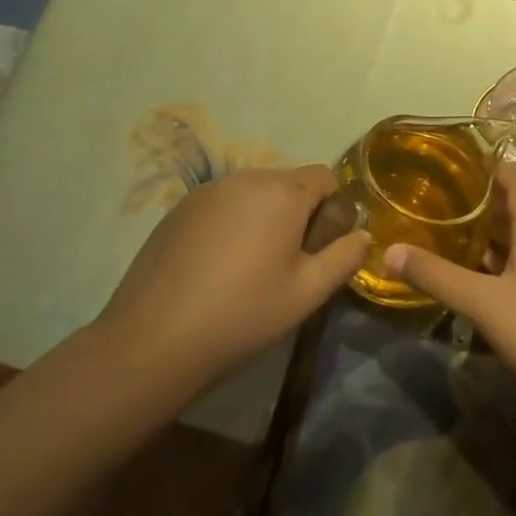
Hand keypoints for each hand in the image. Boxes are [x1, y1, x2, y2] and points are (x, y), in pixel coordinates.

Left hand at [98, 165, 369, 402]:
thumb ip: (344, 257)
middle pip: (288, 182)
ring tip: (251, 266)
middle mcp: (246, 178)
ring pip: (253, 192)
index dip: (333, 208)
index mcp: (283, 192)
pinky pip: (222, 204)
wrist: (154, 339)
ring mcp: (207, 191)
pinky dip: (231, 222)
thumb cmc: (243, 315)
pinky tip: (216, 266)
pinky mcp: (178, 209)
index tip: (321, 247)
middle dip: (298, 212)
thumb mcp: (307, 293)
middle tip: (288, 262)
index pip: (325, 176)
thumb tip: (362, 234)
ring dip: (263, 216)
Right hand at [385, 166, 515, 421]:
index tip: (459, 159)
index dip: (491, 167)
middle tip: (439, 199)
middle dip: (479, 203)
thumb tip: (389, 250)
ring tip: (447, 234)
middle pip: (514, 211)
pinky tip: (474, 281)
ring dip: (487, 236)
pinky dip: (498, 265)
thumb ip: (438, 276)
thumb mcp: (484, 303)